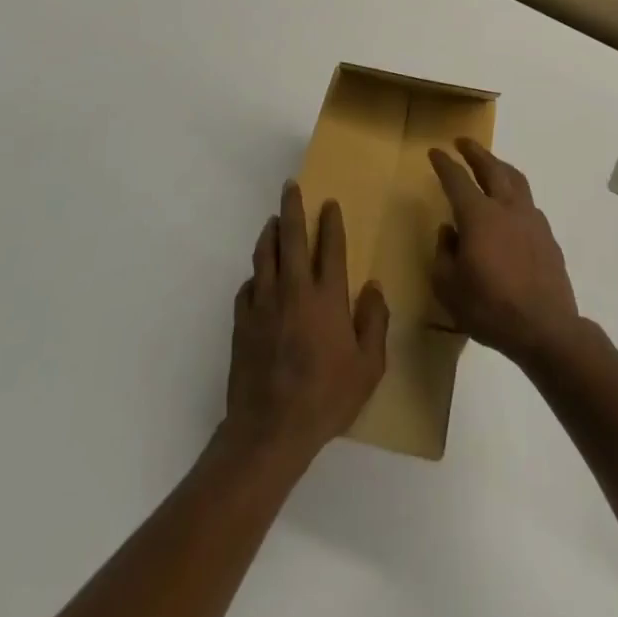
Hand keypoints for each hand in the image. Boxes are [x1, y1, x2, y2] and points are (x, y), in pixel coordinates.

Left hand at [223, 182, 388, 469]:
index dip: (331, 222)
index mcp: (327, 297)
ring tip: (273, 220)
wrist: (270, 430)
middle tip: (290, 186)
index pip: (331, 247)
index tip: (329, 202)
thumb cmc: (326, 398)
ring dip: (270, 233)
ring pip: (265, 255)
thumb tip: (374, 288)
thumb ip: (374, 322)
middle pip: (292, 237)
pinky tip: (258, 277)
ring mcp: (264, 304)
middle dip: (292, 207)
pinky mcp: (242, 321)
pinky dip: (255, 275)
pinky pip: (248, 286)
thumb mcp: (368, 367)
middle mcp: (294, 290)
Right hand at [430, 139, 580, 367]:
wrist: (546, 329)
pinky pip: (528, 202)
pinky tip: (511, 206)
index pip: (457, 179)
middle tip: (463, 142)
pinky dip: (515, 193)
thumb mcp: (449, 287)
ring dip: (500, 166)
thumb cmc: (490, 308)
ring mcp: (531, 219)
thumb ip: (444, 254)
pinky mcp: (548, 235)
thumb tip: (449, 232)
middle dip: (475, 152)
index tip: (435, 151)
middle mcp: (506, 207)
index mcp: (479, 215)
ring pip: (516, 179)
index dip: (444, 164)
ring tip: (491, 163)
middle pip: (491, 167)